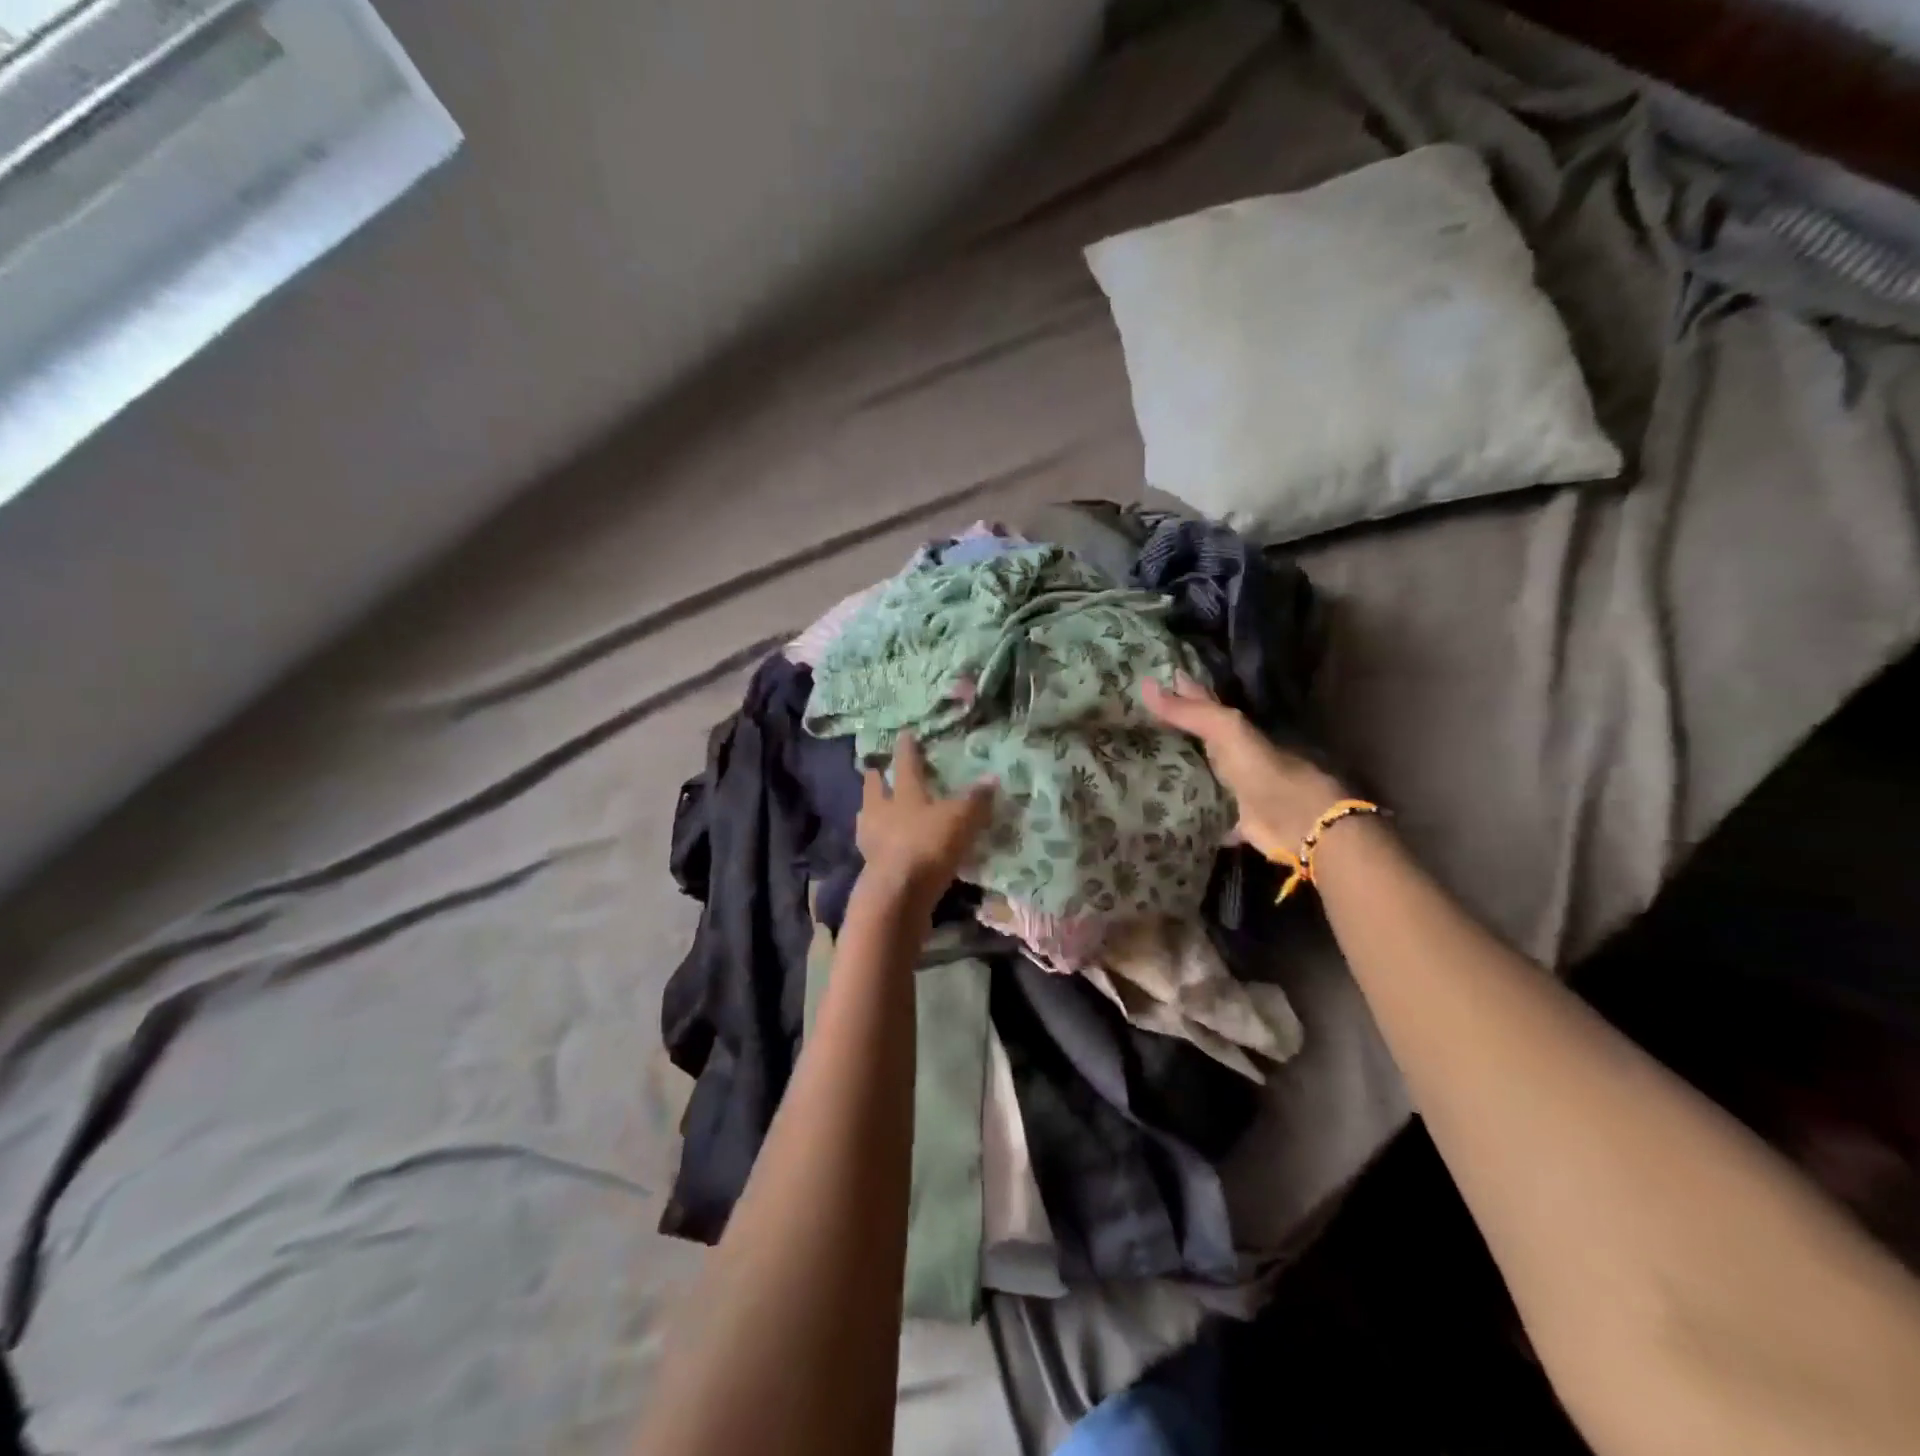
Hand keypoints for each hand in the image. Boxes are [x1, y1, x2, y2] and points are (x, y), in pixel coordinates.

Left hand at [857, 733, 994, 906]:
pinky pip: (874, 847)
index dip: (907, 749)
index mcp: (904, 794)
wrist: (897, 894)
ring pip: (868, 817)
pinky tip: (884, 847)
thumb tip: (992, 777)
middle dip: (875, 778)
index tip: (904, 734)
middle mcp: (882, 812)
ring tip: (874, 808)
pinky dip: (878, 843)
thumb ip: (975, 800)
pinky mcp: (871, 868)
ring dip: (871, 810)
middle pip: (875, 789)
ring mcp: (872, 840)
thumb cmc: (928, 846)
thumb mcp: (960, 820)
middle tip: (874, 769)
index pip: (906, 764)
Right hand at [1141, 673, 1348, 861]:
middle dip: (1171, 733)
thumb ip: (1189, 712)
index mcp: (1235, 731)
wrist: (1299, 824)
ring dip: (1175, 770)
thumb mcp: (1227, 732)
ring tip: (1137, 764)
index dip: (1180, 692)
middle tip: (1133, 725)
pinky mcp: (1231, 820)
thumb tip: (1144, 684)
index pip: (1202, 704)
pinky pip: (1202, 812)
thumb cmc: (1263, 772)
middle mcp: (1233, 756)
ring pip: (1199, 774)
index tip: (1147, 682)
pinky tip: (1163, 810)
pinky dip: (1187, 810)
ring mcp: (1233, 789)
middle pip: (1198, 740)